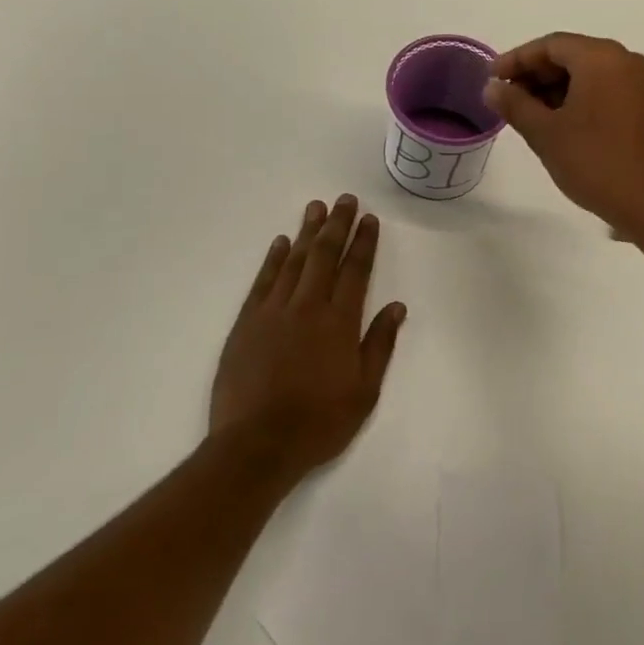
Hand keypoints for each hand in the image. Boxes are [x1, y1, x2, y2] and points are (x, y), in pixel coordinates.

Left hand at [209, 196, 405, 478]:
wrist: (256, 445)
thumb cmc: (319, 422)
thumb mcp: (364, 391)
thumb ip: (380, 345)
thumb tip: (397, 307)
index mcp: (339, 322)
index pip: (355, 270)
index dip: (364, 243)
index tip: (369, 219)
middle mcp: (308, 307)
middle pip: (324, 256)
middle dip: (337, 225)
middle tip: (345, 199)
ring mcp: (273, 312)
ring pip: (293, 261)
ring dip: (307, 232)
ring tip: (316, 207)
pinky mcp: (247, 323)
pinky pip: (263, 281)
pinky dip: (273, 258)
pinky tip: (281, 242)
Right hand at [482, 33, 643, 231]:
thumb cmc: (592, 160)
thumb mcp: (544, 132)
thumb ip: (514, 104)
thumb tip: (492, 88)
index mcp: (601, 58)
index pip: (551, 45)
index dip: (517, 59)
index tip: (492, 78)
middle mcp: (625, 60)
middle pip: (571, 55)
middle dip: (536, 74)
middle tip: (506, 97)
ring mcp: (640, 82)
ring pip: (588, 72)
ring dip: (555, 87)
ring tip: (527, 112)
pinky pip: (605, 87)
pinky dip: (578, 96)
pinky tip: (557, 120)